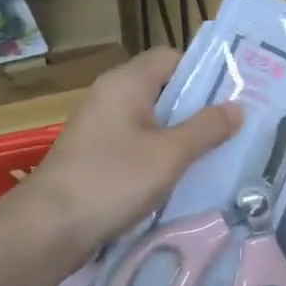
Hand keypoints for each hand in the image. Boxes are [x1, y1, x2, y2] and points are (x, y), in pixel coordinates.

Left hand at [0, 48, 241, 265]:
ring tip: (217, 150)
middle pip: (162, 88)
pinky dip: (161, 152)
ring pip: (152, 119)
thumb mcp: (170, 154)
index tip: (234, 93)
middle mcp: (110, 96)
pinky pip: (137, 142)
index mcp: (126, 83)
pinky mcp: (95, 155)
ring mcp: (100, 127)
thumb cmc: (112, 180)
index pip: (171, 57)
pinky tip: (182, 174)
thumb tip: (237, 108)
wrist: (48, 228)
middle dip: (198, 105)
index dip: (204, 71)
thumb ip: (206, 129)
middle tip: (235, 124)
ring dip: (181, 132)